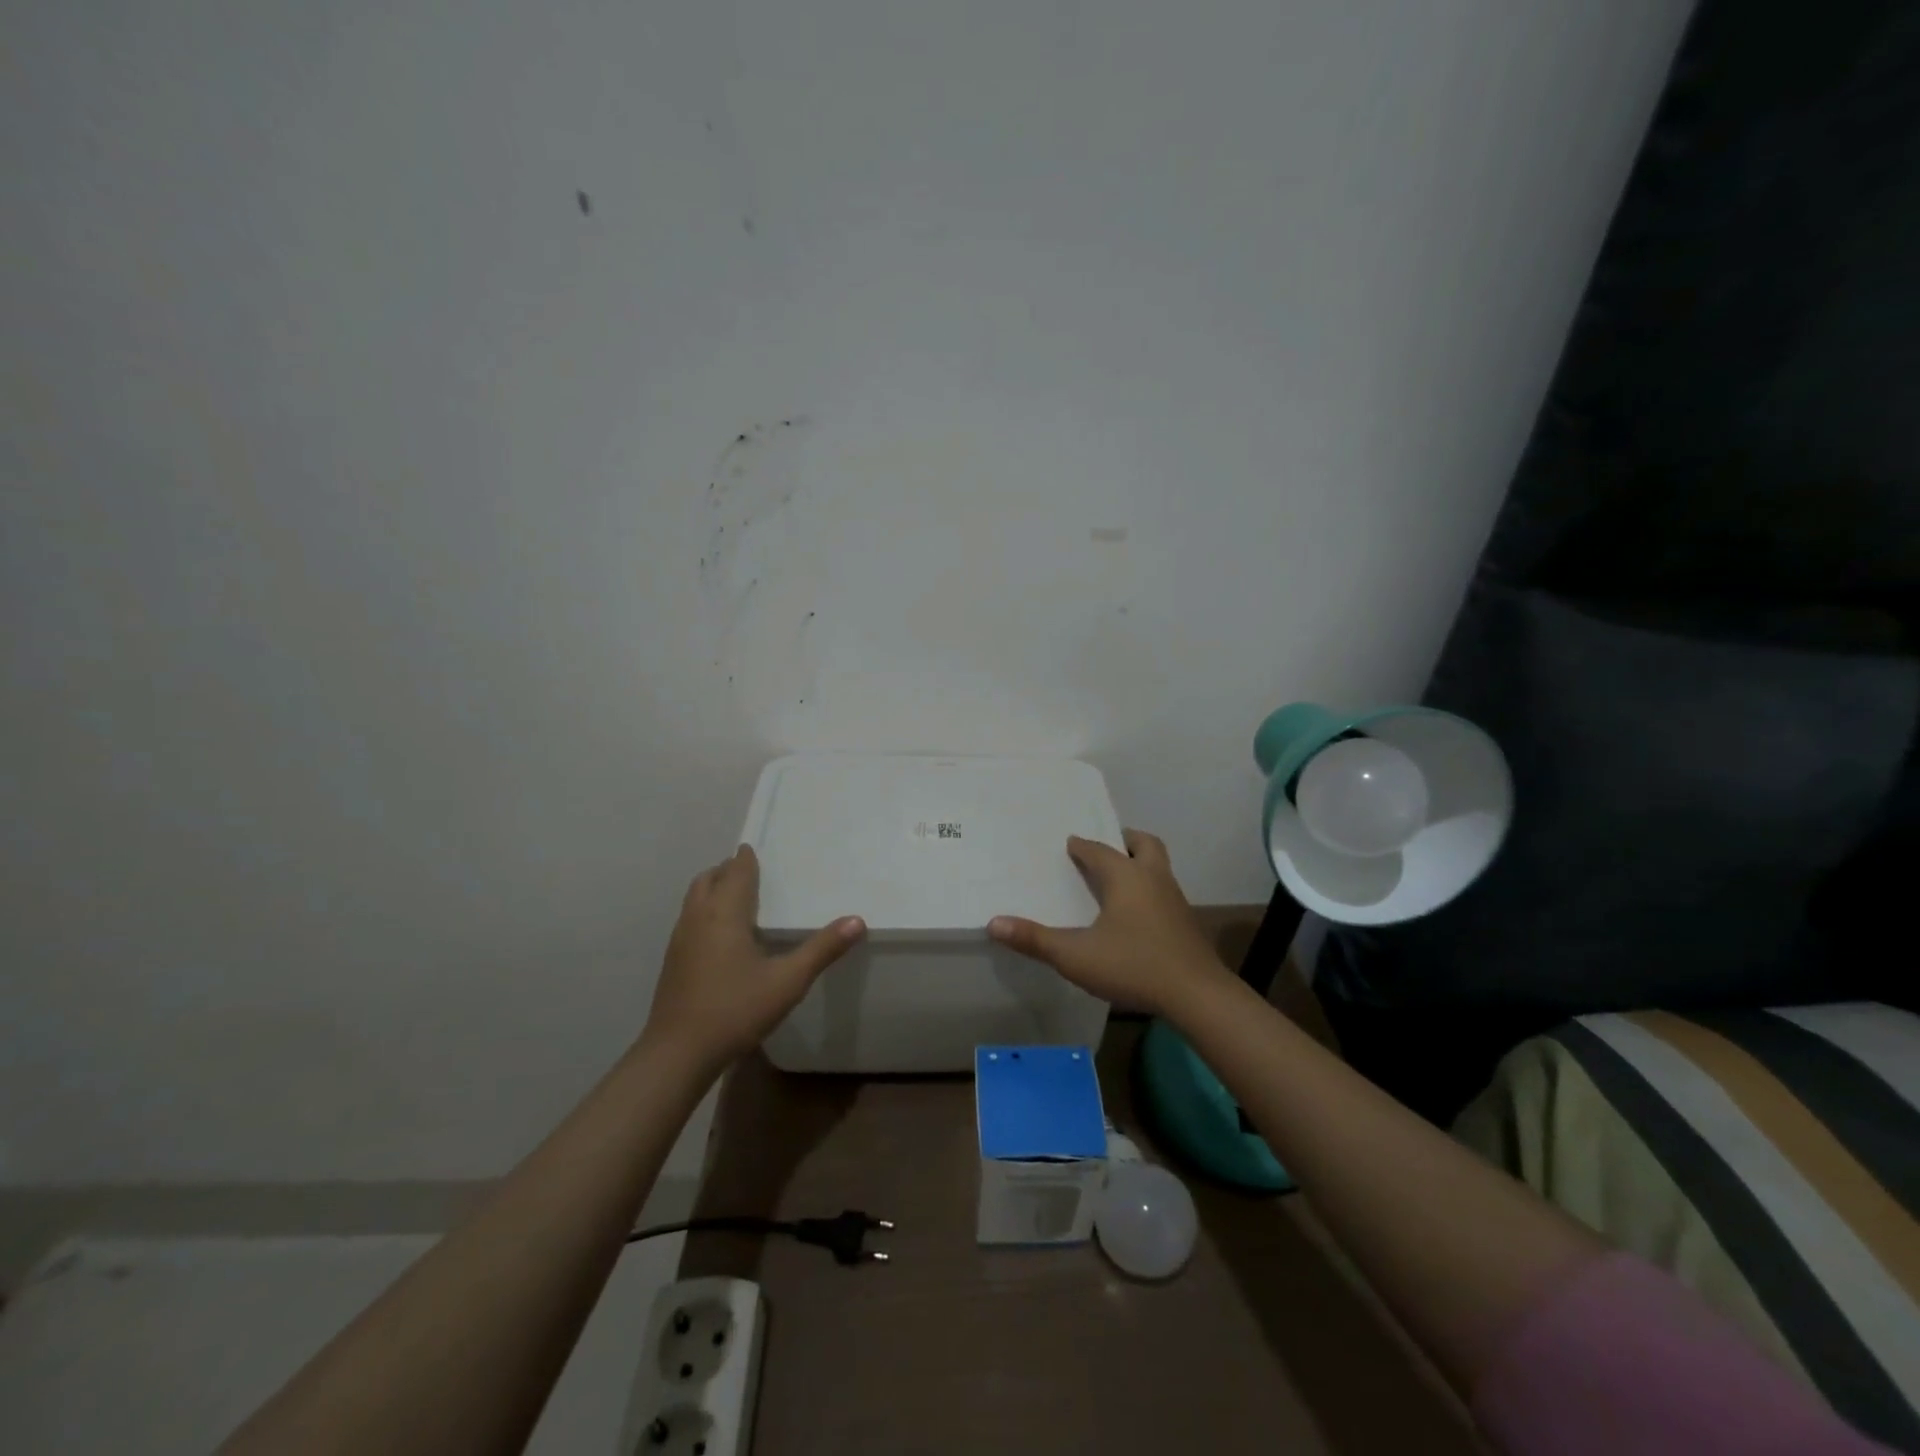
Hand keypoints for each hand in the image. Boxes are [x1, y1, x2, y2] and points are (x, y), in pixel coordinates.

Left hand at [645, 845, 865, 1069]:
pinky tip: (722, 936)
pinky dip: (705, 911)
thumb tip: (857, 920)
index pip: (735, 871)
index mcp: (724, 913)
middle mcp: (697, 918)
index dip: (746, 858)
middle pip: (709, 879)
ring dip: (714, 889)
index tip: (757, 848)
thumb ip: (822, 949)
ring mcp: (680, 940)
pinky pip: (690, 919)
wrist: (677, 1054)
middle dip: (728, 870)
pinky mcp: (673, 961)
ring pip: (695, 899)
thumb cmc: (735, 1010)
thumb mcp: (788, 981)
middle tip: (751, 871)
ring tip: (738, 898)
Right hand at [989, 830, 1229, 1016]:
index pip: (1099, 850)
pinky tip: (1137, 916)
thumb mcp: (1075, 956)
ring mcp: (1175, 900)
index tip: (1069, 844)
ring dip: (1140, 865)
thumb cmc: (1133, 965)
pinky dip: (1150, 891)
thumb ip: (1035, 939)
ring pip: (1159, 868)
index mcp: (1126, 877)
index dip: (1082, 846)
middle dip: (1125, 841)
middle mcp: (1153, 879)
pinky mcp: (1186, 923)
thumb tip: (994, 922)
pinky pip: (1165, 892)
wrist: (1197, 996)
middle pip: (1144, 845)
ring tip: (1119, 879)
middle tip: (1108, 846)